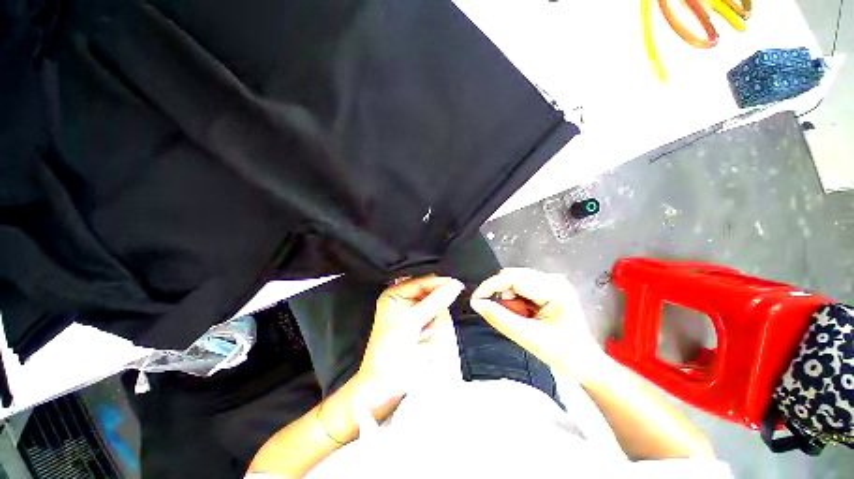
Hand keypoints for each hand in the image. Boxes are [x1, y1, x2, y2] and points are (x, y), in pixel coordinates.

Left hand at [357, 276, 463, 409]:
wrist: (386, 384)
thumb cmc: (389, 350)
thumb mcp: (412, 320)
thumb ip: (434, 301)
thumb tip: (454, 285)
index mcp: (396, 293)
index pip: (422, 280)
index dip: (438, 282)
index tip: (456, 284)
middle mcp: (405, 300)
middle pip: (430, 291)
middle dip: (440, 297)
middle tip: (448, 305)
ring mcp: (415, 314)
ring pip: (436, 305)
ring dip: (439, 314)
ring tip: (431, 327)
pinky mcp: (424, 327)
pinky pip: (437, 319)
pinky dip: (439, 324)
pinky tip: (432, 333)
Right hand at [469, 268, 606, 382]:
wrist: (586, 364)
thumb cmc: (565, 355)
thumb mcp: (529, 338)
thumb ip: (500, 319)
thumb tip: (476, 304)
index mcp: (554, 288)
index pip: (512, 278)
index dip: (489, 287)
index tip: (475, 300)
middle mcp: (552, 279)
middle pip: (512, 277)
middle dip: (501, 296)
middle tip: (503, 317)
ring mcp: (550, 282)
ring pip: (513, 282)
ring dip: (509, 301)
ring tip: (521, 320)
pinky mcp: (546, 287)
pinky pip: (519, 288)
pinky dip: (515, 302)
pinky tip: (525, 316)